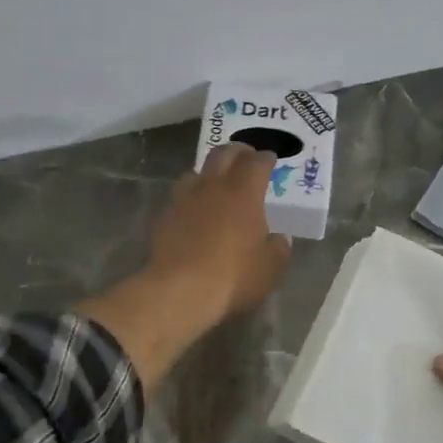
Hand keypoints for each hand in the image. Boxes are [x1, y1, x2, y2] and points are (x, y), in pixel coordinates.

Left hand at [75, 145, 291, 393]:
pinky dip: (191, 196)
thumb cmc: (233, 278)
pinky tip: (194, 209)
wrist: (179, 291)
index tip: (270, 158)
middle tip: (246, 155)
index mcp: (243, 193)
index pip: (256, 163)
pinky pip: (180, 196)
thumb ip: (279, 249)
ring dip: (210, 171)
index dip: (265, 158)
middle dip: (238, 151)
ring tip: (216, 181)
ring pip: (196, 172)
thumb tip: (279, 239)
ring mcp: (184, 200)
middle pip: (223, 154)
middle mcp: (212, 187)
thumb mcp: (270, 269)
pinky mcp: (164, 217)